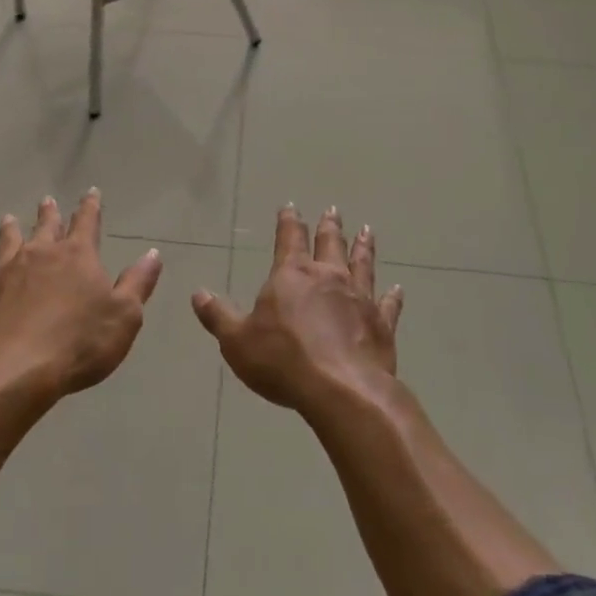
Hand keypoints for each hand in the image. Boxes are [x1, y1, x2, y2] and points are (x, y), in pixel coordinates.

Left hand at [0, 190, 162, 398]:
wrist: (16, 370)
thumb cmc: (79, 343)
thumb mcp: (124, 315)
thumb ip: (138, 283)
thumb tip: (152, 254)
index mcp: (77, 256)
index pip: (87, 223)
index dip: (91, 207)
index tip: (91, 192)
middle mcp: (41, 254)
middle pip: (46, 227)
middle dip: (49, 213)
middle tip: (47, 200)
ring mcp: (6, 272)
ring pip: (9, 242)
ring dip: (11, 229)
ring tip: (9, 218)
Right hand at [192, 206, 403, 419]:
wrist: (341, 389)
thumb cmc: (283, 360)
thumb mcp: (237, 341)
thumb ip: (218, 316)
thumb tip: (198, 293)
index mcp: (291, 275)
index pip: (289, 238)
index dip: (288, 221)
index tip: (291, 206)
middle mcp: (328, 277)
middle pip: (329, 243)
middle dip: (329, 226)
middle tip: (333, 210)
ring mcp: (359, 297)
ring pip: (361, 264)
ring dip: (363, 247)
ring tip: (367, 230)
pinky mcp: (381, 323)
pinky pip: (388, 304)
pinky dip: (392, 296)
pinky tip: (397, 288)